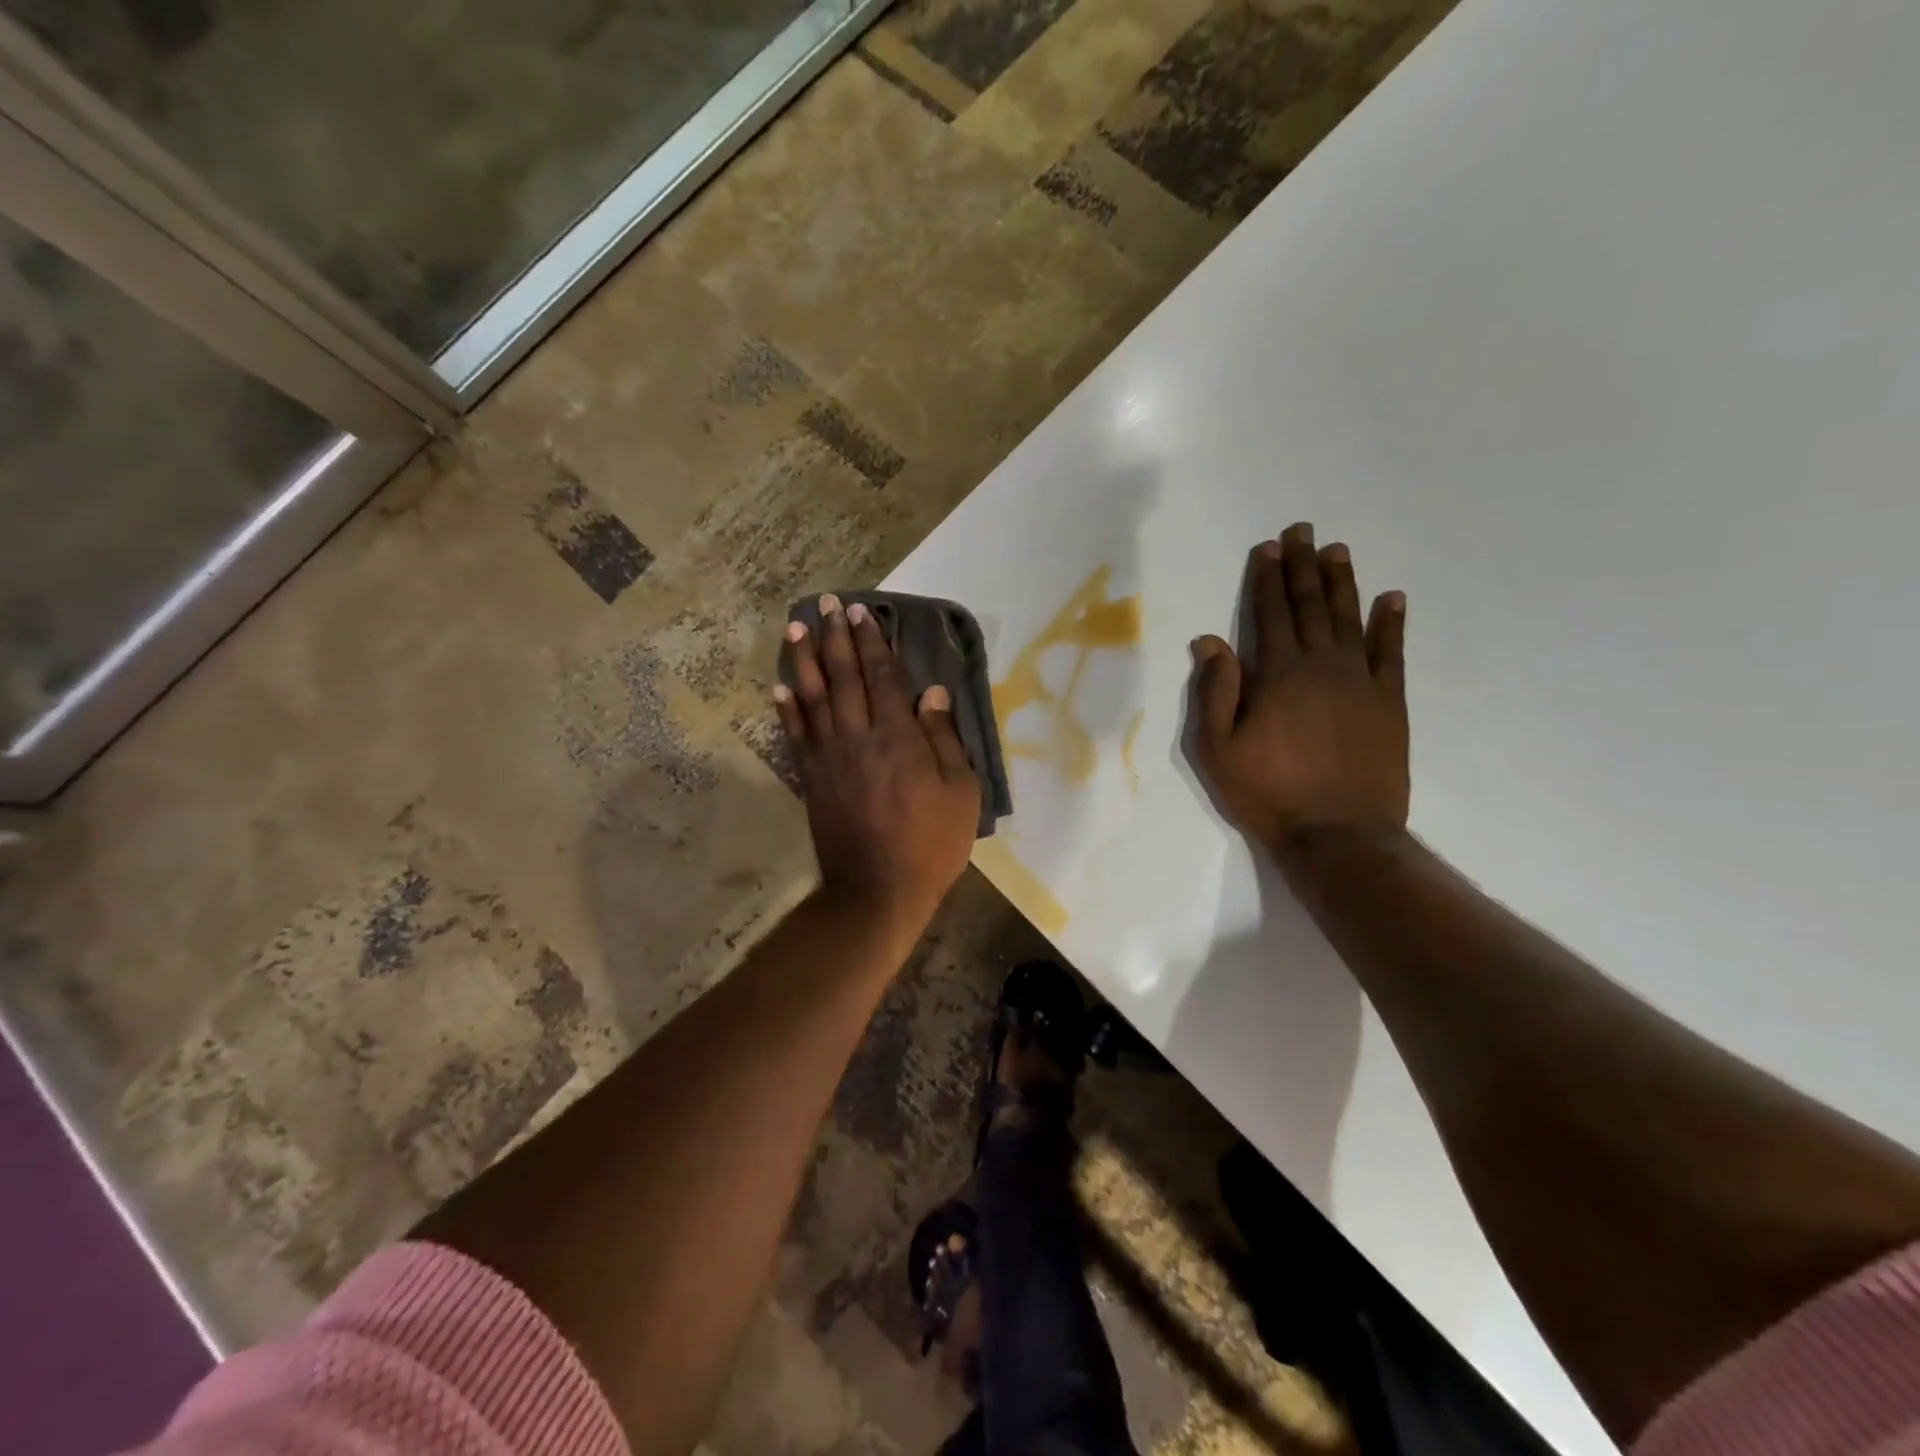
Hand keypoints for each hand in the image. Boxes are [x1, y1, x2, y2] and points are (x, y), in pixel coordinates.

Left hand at [775, 596, 981, 931]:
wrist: (877, 891)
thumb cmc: (930, 843)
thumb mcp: (960, 792)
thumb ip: (944, 739)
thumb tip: (931, 693)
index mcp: (898, 738)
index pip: (882, 678)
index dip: (873, 643)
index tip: (862, 614)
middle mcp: (858, 737)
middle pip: (844, 677)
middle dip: (836, 638)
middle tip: (827, 604)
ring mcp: (829, 758)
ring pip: (813, 698)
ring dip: (804, 660)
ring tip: (797, 627)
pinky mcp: (812, 779)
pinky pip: (796, 735)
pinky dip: (787, 708)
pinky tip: (780, 686)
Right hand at [1188, 523, 1409, 855]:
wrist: (1339, 835)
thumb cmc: (1268, 793)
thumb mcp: (1218, 749)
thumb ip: (1215, 691)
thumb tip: (1210, 640)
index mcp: (1278, 675)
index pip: (1270, 614)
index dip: (1267, 579)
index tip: (1268, 547)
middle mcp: (1322, 666)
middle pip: (1311, 606)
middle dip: (1303, 567)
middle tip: (1303, 530)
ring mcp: (1361, 682)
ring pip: (1351, 619)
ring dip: (1343, 582)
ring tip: (1337, 550)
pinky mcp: (1389, 703)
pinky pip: (1392, 653)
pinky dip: (1391, 624)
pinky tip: (1392, 598)